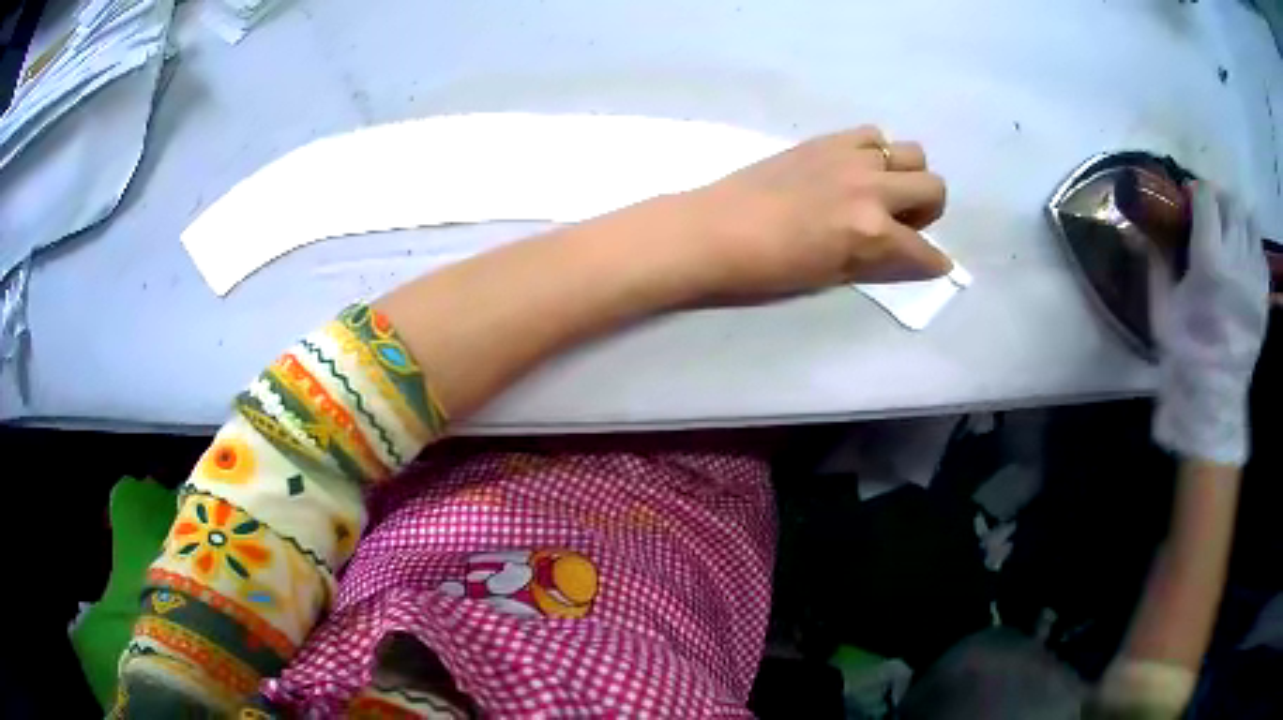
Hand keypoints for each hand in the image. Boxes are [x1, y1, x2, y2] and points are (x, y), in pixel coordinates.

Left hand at [679, 126, 951, 297]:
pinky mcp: (827, 140)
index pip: (926, 250)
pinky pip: (874, 134)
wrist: (715, 230)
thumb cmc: (768, 268)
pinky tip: (855, 169)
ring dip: (907, 176)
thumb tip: (908, 254)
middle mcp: (871, 188)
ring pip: (912, 153)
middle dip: (928, 212)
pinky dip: (877, 151)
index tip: (932, 263)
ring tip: (881, 192)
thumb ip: (878, 261)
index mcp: (872, 232)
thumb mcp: (832, 276)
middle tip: (900, 223)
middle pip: (934, 187)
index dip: (934, 262)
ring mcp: (851, 157)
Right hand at [1152, 183, 1269, 465]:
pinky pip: (1261, 252)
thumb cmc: (1185, 351)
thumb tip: (1143, 226)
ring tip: (1230, 231)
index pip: (1207, 198)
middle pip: (1233, 204)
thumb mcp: (1163, 305)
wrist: (1213, 397)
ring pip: (1250, 224)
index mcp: (1209, 259)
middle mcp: (1236, 260)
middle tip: (1211, 213)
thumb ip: (1158, 258)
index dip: (1197, 193)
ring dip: (1239, 219)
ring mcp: (1254, 279)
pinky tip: (1244, 255)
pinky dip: (1252, 244)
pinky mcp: (1263, 296)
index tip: (1190, 202)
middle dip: (1220, 200)